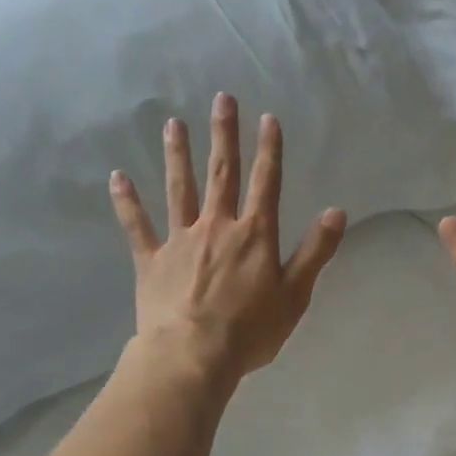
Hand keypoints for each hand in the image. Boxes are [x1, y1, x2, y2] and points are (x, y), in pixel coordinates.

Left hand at [110, 93, 346, 386]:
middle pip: (222, 173)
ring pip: (179, 189)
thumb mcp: (295, 294)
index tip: (268, 118)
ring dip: (178, 155)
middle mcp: (217, 226)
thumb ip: (316, 251)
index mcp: (254, 235)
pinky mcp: (151, 260)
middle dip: (224, 135)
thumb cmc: (250, 330)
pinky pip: (137, 226)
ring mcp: (180, 240)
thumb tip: (337, 212)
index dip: (269, 150)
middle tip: (221, 98)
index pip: (266, 183)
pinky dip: (127, 202)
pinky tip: (117, 177)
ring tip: (173, 124)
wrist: (192, 356)